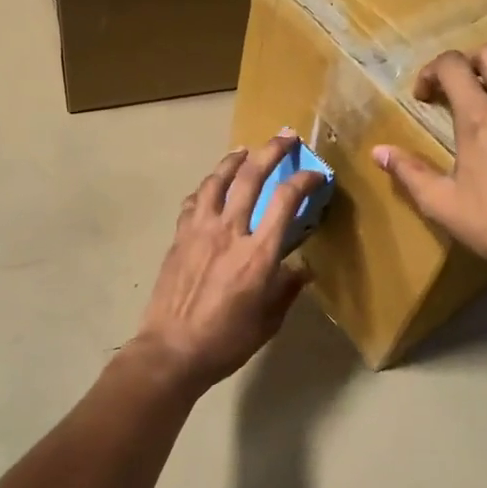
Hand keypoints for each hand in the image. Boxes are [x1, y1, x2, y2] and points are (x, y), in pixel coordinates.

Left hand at [132, 133, 325, 391]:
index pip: (285, 201)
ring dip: (234, 160)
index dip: (304, 180)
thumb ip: (287, 288)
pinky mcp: (179, 236)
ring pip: (218, 180)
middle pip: (251, 177)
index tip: (316, 174)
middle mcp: (230, 231)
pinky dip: (207, 187)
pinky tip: (211, 187)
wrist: (171, 350)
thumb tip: (302, 268)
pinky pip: (194, 201)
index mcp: (258, 253)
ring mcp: (200, 230)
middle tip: (285, 137)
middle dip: (272, 151)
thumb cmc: (226, 341)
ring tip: (244, 150)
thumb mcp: (269, 320)